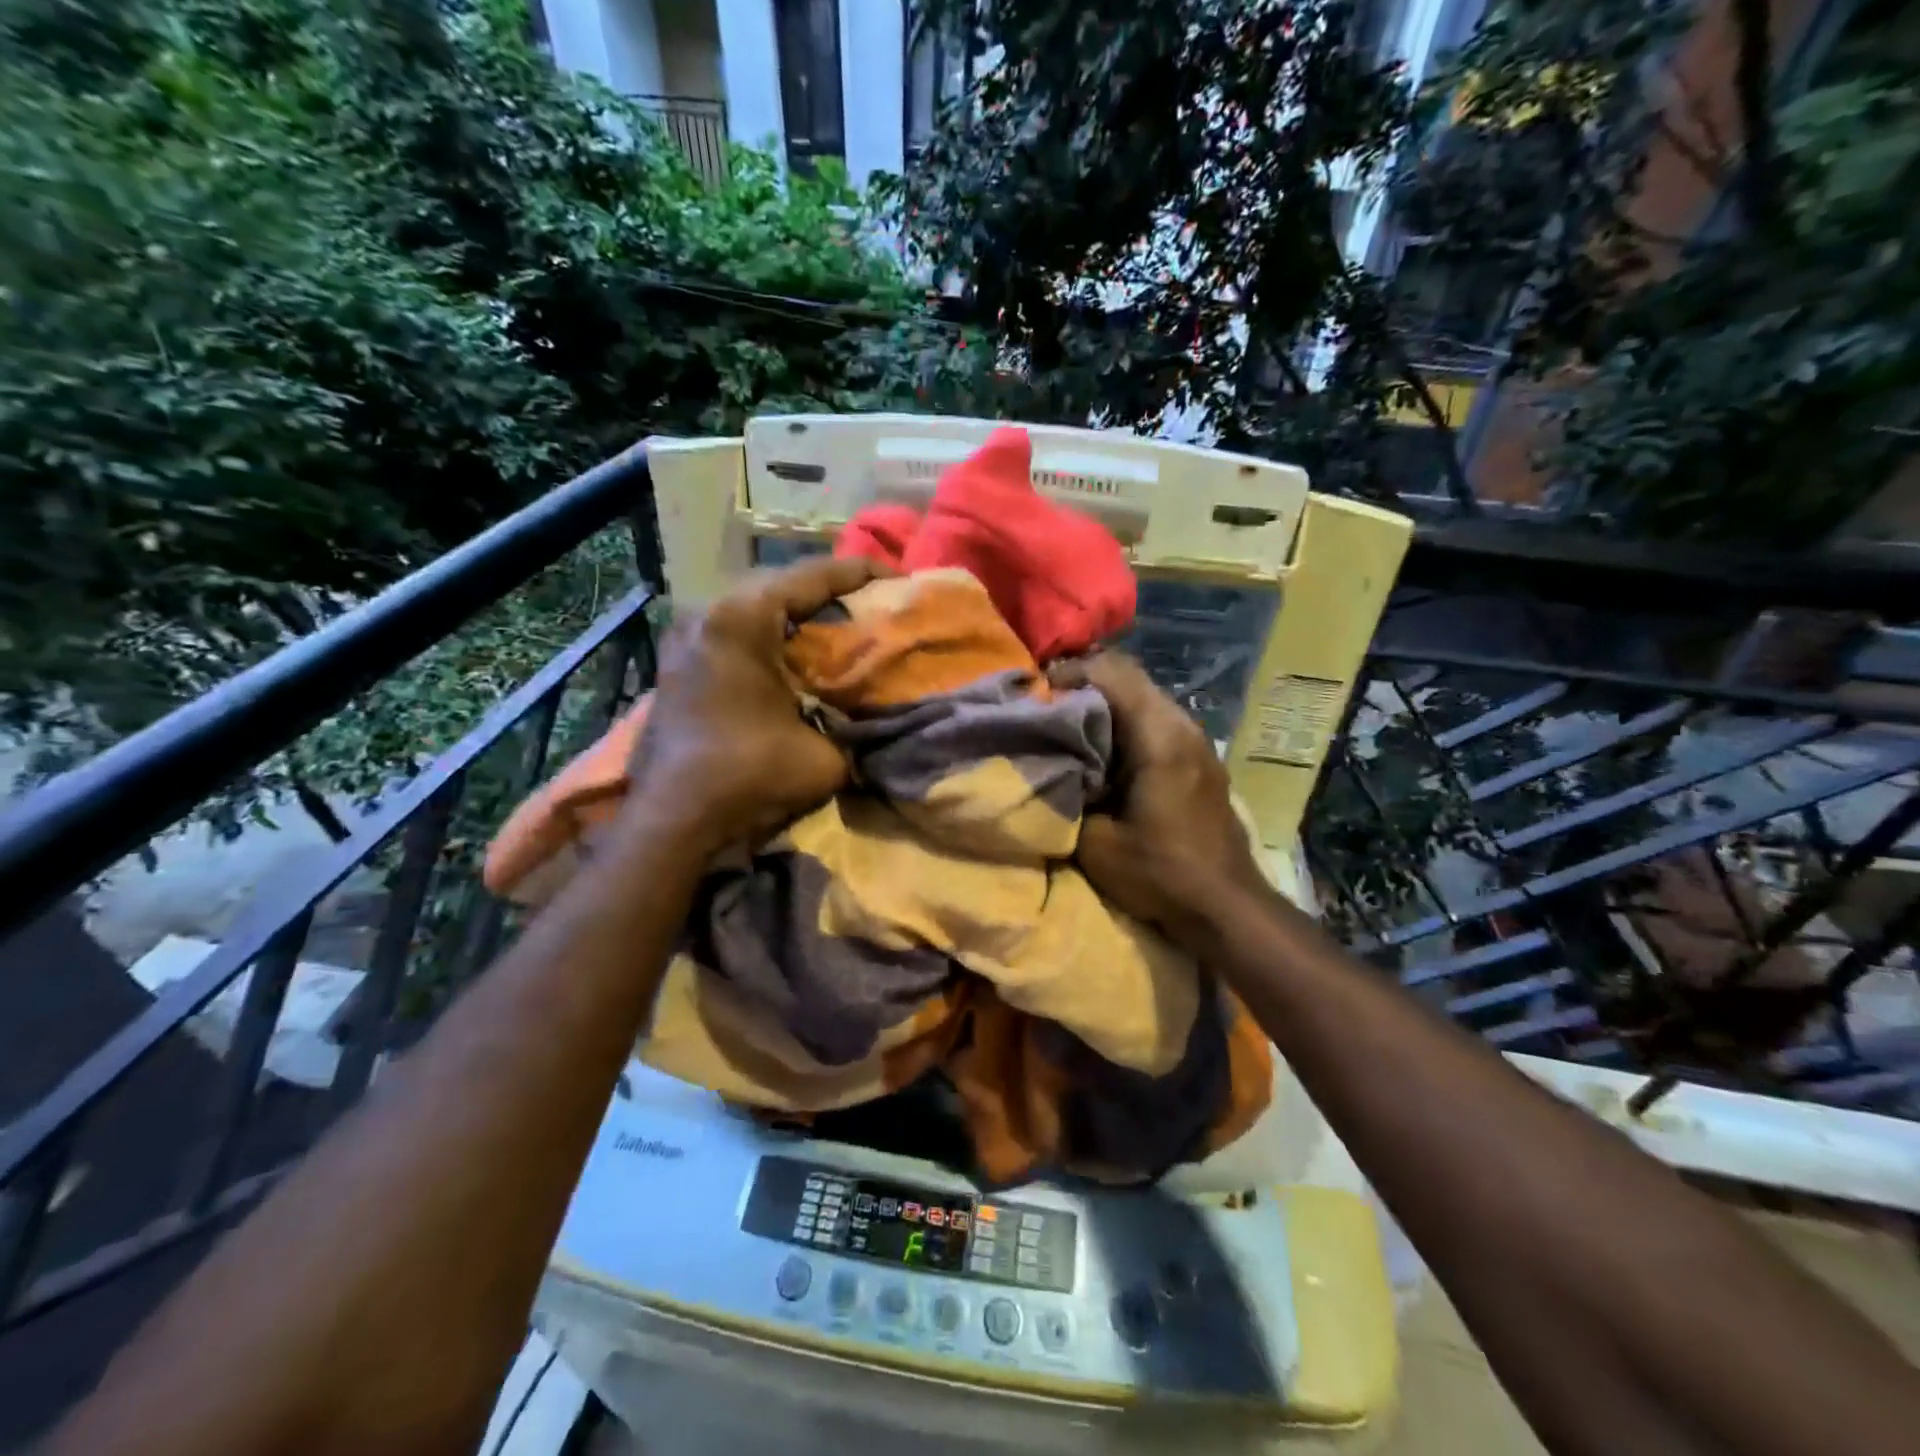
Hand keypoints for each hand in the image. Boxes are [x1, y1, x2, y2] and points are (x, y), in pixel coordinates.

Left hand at [626, 555, 885, 854]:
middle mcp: (709, 612)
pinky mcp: (678, 660)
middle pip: (782, 584)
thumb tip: (876, 717)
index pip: (813, 577)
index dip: (862, 573)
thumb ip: (856, 728)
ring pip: (755, 606)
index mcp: (743, 618)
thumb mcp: (825, 757)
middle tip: (871, 605)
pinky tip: (795, 655)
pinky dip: (770, 635)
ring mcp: (687, 635)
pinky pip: (735, 630)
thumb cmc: (749, 776)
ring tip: (838, 627)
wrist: (673, 819)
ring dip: (798, 614)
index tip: (899, 576)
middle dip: (830, 592)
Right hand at [1050, 653, 1264, 946]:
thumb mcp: (1094, 842)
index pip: (1109, 674)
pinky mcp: (1200, 757)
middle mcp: (1182, 725)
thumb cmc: (1159, 873)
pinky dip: (1125, 719)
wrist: (1226, 906)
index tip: (1034, 695)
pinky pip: (1156, 717)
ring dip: (1105, 700)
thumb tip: (1047, 761)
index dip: (1067, 674)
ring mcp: (1197, 739)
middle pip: (1129, 675)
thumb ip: (1066, 793)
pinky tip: (1104, 747)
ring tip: (1069, 723)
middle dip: (1084, 681)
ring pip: (1144, 694)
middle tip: (1047, 704)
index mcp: (1158, 737)